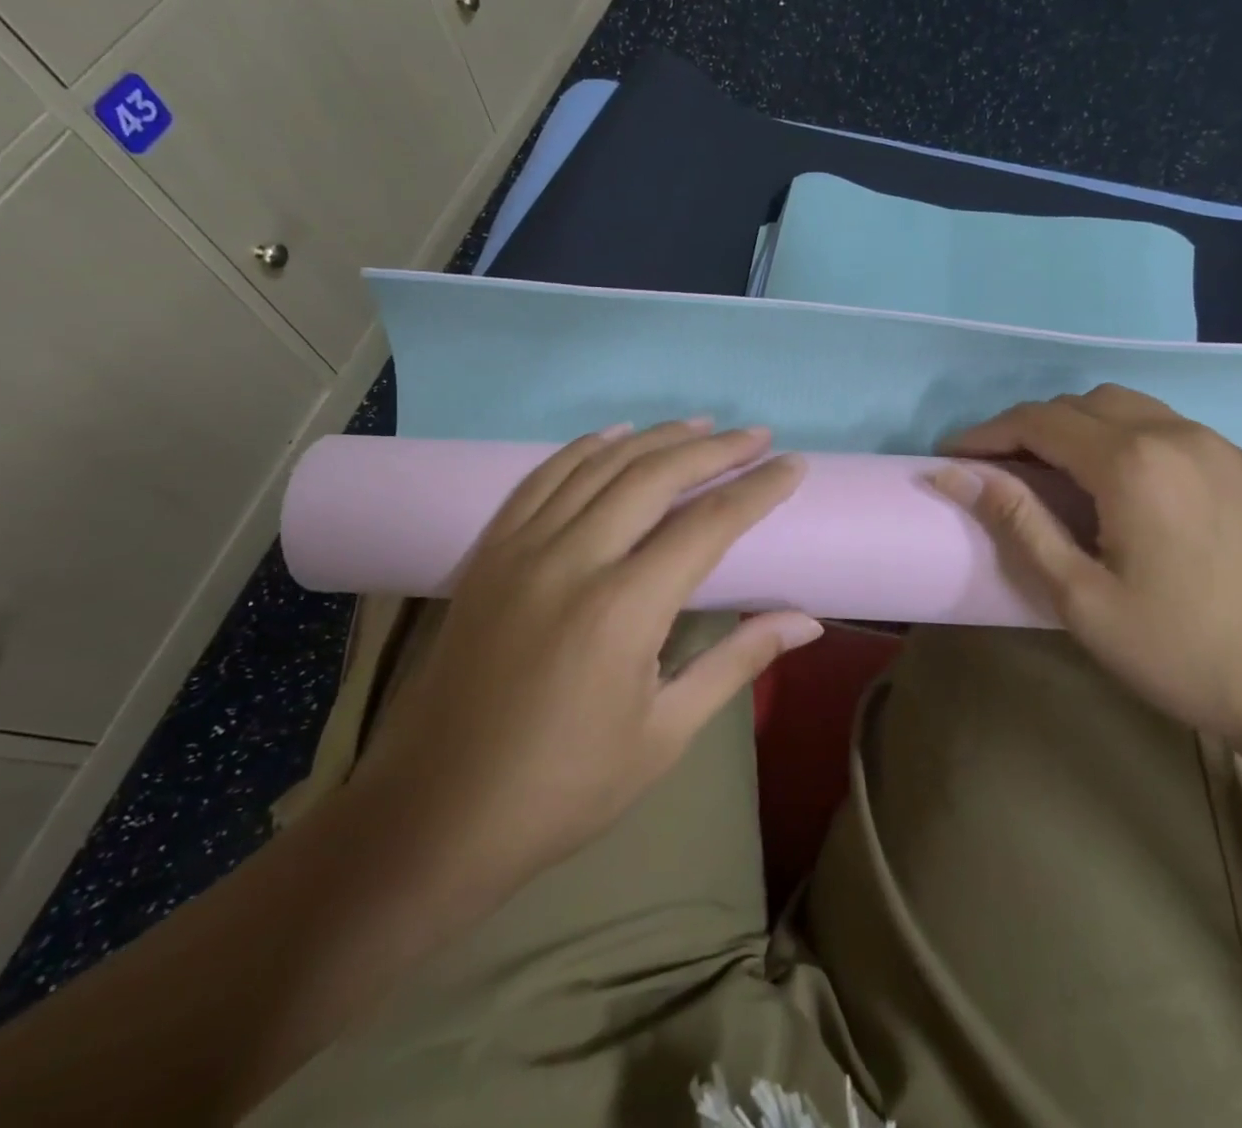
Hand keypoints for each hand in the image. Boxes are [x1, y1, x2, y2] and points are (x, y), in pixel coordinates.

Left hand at [346, 418, 820, 904]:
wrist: (434, 815)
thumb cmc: (564, 788)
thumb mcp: (665, 735)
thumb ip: (737, 662)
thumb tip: (807, 621)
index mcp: (622, 611)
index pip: (708, 524)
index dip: (758, 489)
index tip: (794, 465)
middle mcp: (571, 561)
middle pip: (654, 477)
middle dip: (714, 449)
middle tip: (757, 436)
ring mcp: (521, 550)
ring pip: (599, 465)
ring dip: (656, 438)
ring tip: (701, 426)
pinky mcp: (489, 554)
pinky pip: (542, 479)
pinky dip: (585, 448)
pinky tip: (615, 436)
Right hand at [932, 384, 1241, 758]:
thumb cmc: (1184, 653)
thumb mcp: (1081, 598)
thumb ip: (1018, 523)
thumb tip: (953, 475)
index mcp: (1132, 463)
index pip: (1038, 422)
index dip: (986, 434)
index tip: (952, 457)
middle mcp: (1176, 434)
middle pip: (1081, 404)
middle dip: (1030, 427)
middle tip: (1001, 470)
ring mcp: (1222, 446)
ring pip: (1129, 407)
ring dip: (1080, 427)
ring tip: (1058, 473)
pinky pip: (1171, 428)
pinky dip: (1128, 437)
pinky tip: (1128, 487)